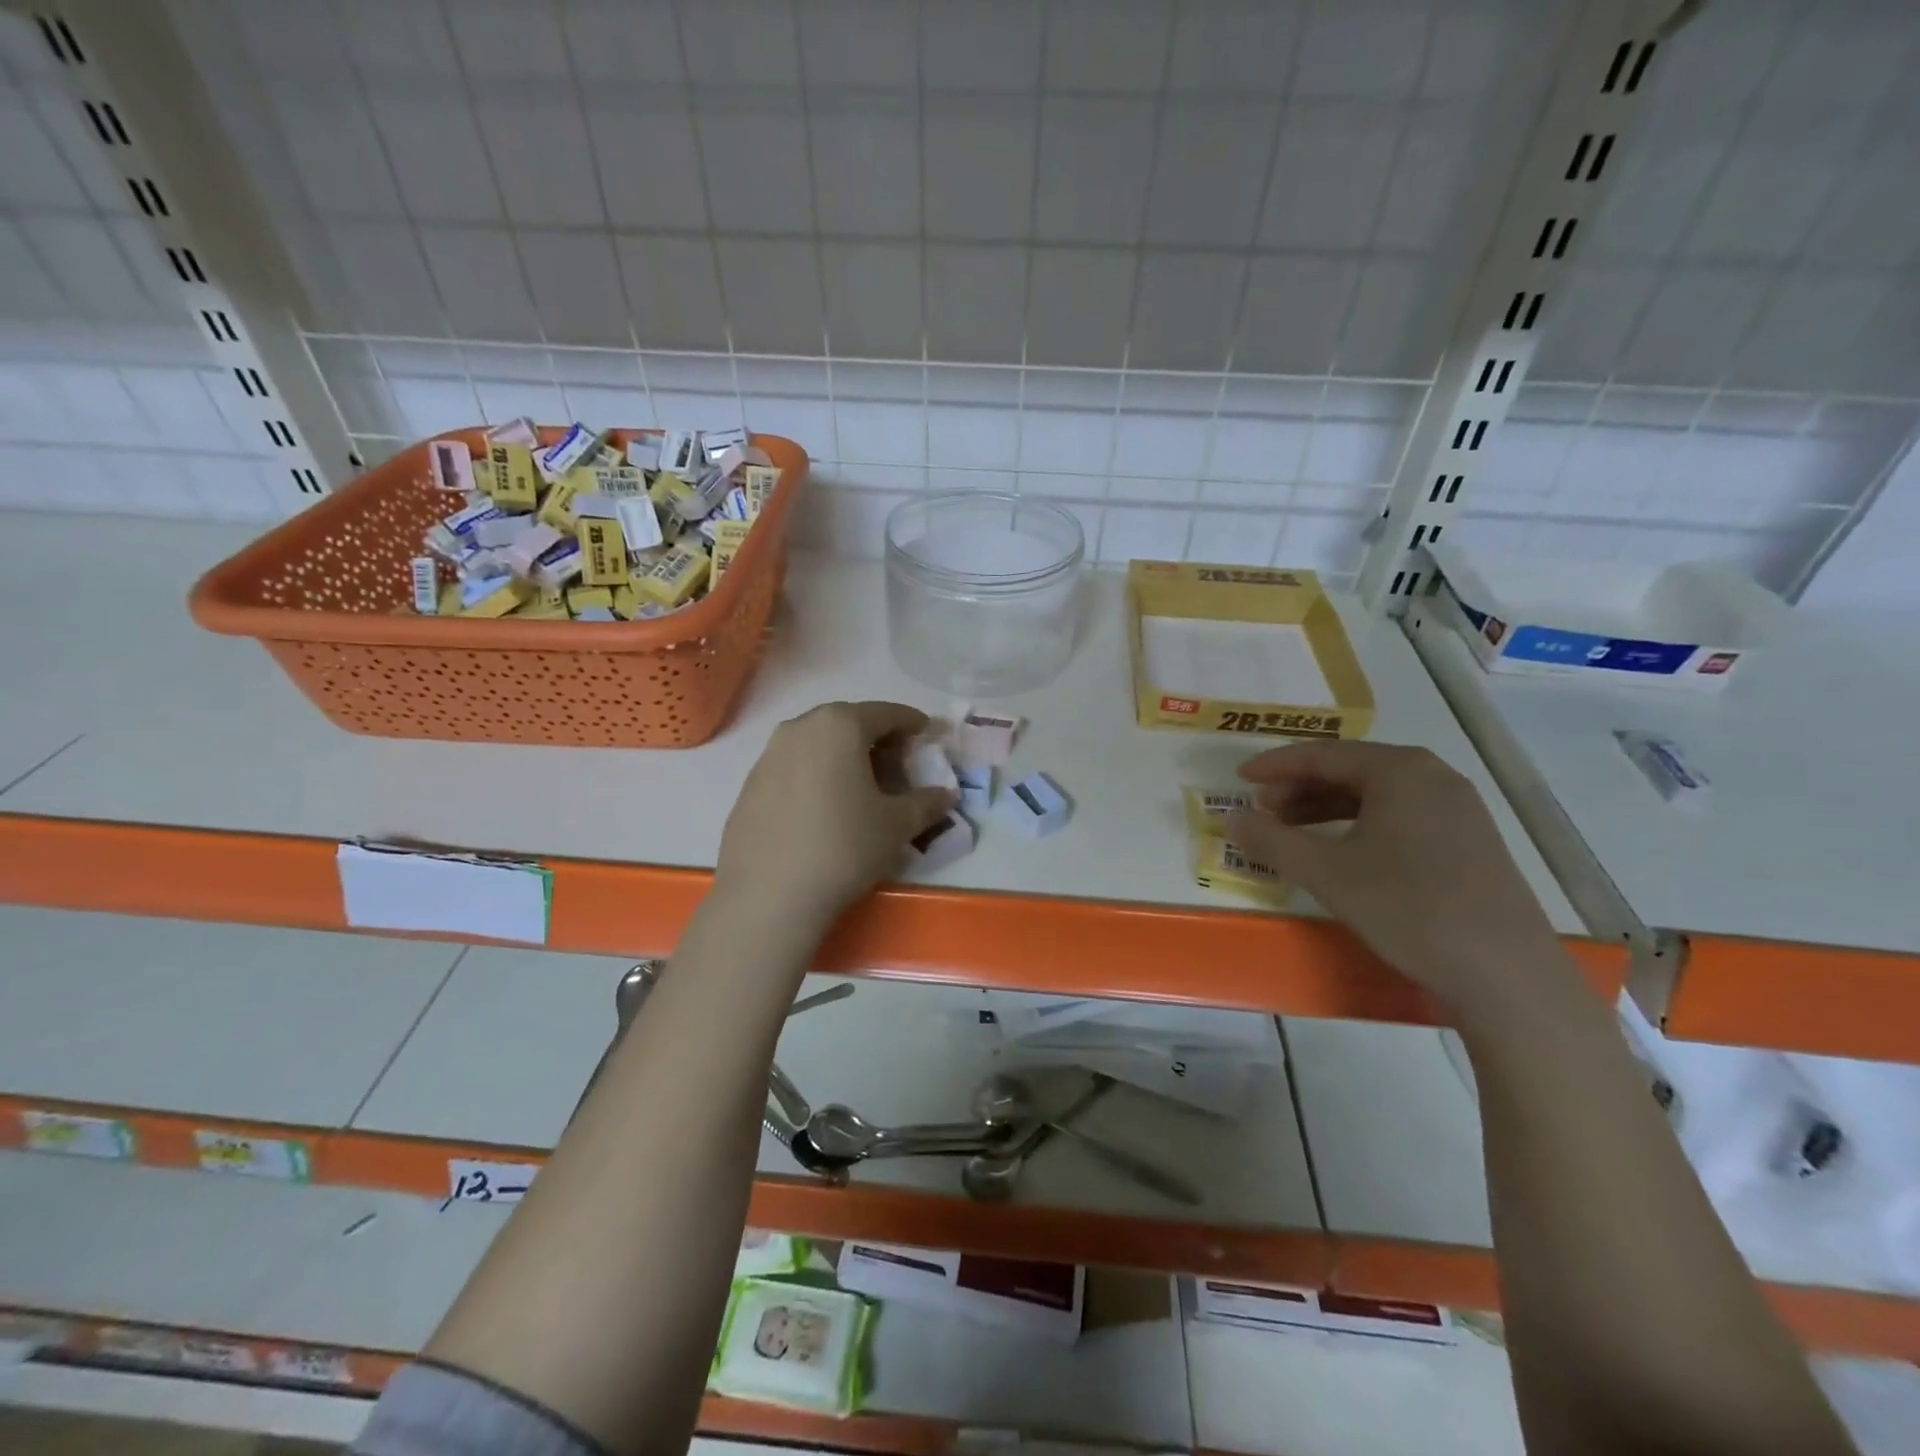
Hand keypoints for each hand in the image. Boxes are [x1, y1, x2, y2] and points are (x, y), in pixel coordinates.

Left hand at [716, 700, 954, 927]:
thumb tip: (946, 795)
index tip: (926, 735)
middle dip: (876, 739)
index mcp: (840, 725)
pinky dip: (816, 776)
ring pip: (817, 744)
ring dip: (843, 757)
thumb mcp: (897, 825)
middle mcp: (800, 728)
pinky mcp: (749, 785)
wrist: (768, 896)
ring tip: (860, 787)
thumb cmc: (844, 847)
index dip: (911, 723)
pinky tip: (824, 809)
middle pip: (848, 723)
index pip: (885, 713)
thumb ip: (927, 802)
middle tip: (896, 766)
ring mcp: (768, 755)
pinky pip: (793, 768)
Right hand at [1225, 741, 1570, 1015]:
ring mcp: (1458, 810)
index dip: (1275, 766)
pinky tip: (1343, 853)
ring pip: (1376, 795)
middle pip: (1351, 770)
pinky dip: (1359, 825)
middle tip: (1263, 811)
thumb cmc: (1407, 907)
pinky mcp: (1469, 842)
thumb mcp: (1325, 872)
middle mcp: (1433, 777)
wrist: (1505, 973)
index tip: (1239, 779)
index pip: (1323, 755)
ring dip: (1327, 808)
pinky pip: (1400, 817)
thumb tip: (1230, 818)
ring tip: (1292, 832)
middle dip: (1300, 788)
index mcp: (1400, 770)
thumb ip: (1270, 840)